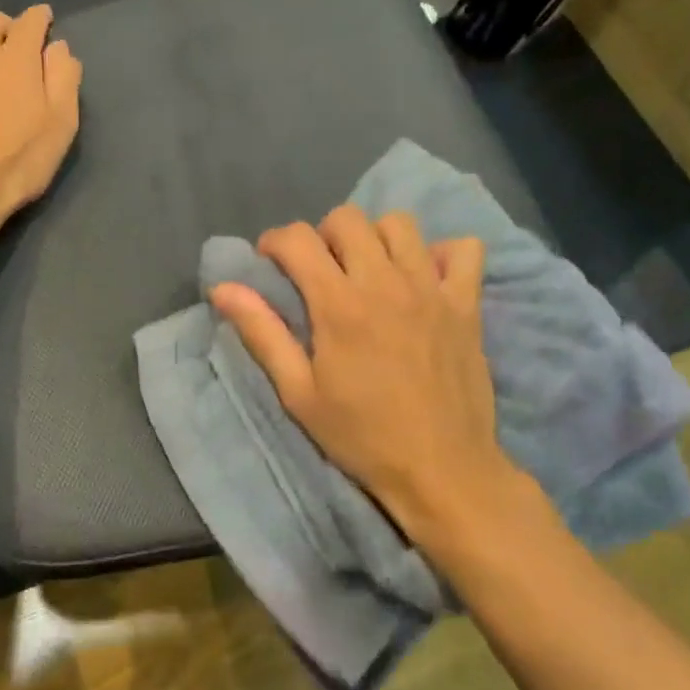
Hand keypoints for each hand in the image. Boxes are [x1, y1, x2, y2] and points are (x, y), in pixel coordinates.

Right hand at [210, 208, 537, 545]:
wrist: (443, 471)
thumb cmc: (362, 436)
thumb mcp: (299, 393)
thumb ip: (262, 333)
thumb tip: (222, 288)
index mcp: (339, 304)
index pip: (298, 239)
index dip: (275, 242)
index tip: (271, 264)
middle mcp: (385, 283)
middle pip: (348, 218)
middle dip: (323, 235)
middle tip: (320, 271)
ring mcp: (432, 289)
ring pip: (400, 224)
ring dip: (375, 238)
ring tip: (369, 270)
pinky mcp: (467, 304)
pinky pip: (464, 250)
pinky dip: (442, 254)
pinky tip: (425, 278)